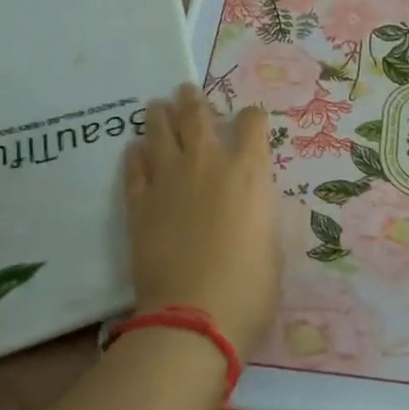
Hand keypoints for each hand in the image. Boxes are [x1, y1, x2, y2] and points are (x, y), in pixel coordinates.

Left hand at [122, 85, 282, 356]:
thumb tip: (255, 202)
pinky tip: (134, 150)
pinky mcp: (138, 204)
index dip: (251, 118)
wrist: (194, 318)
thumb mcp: (274, 244)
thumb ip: (263, 212)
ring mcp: (168, 180)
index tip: (249, 122)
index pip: (251, 122)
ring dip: (160, 116)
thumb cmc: (250, 287)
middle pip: (198, 115)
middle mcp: (208, 164)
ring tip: (157, 106)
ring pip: (160, 132)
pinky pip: (134, 168)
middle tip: (186, 91)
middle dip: (194, 100)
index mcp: (249, 171)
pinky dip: (135, 156)